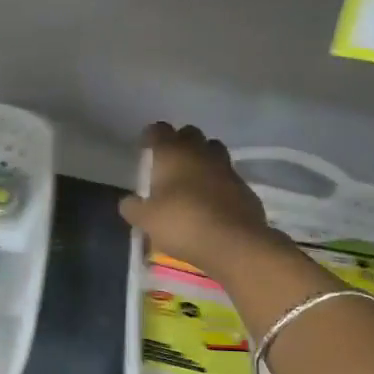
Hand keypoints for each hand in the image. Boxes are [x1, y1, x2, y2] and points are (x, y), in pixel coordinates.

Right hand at [118, 122, 279, 271]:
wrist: (233, 243)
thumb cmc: (182, 223)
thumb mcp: (146, 220)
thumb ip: (133, 208)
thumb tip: (128, 202)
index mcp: (173, 153)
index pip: (159, 130)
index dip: (151, 136)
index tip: (146, 147)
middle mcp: (200, 153)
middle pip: (190, 133)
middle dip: (180, 142)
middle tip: (169, 161)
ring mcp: (226, 168)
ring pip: (213, 150)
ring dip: (203, 158)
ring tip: (192, 178)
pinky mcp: (245, 187)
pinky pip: (228, 176)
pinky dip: (219, 182)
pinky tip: (212, 200)